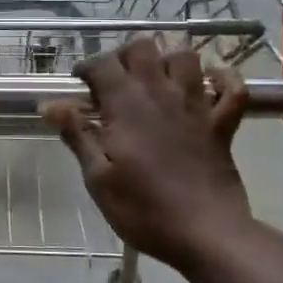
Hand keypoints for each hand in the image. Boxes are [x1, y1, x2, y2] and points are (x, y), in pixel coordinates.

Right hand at [42, 37, 265, 274]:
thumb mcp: (98, 178)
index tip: (79, 86)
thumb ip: (76, 135)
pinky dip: (224, 79)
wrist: (207, 234)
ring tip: (155, 79)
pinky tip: (211, 84)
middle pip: (144, 47)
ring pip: (186, 57)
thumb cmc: (144, 210)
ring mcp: (196, 106)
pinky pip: (233, 88)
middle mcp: (161, 94)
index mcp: (126, 105)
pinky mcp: (222, 124)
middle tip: (115, 80)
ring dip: (169, 60)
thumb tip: (49, 104)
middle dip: (125, 55)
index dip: (87, 68)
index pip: (103, 64)